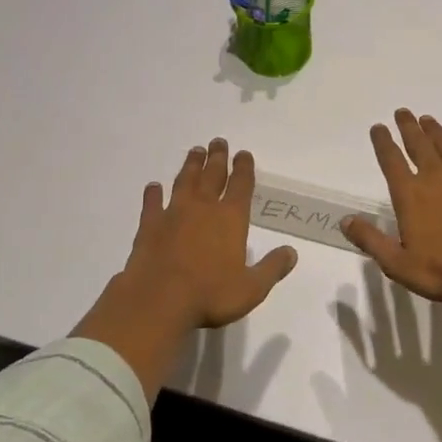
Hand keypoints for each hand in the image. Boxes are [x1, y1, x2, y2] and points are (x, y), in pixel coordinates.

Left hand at [122, 139, 296, 327]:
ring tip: (195, 151)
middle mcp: (203, 208)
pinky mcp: (149, 226)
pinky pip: (152, 204)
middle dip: (218, 158)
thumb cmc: (210, 295)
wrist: (158, 300)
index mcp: (231, 219)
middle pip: (213, 175)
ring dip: (191, 166)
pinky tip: (153, 186)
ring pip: (185, 182)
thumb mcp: (251, 289)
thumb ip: (272, 268)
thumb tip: (292, 252)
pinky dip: (153, 194)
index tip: (243, 153)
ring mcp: (174, 214)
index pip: (241, 186)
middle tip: (218, 141)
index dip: (244, 168)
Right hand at [341, 109, 441, 304]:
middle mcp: (434, 178)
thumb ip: (371, 240)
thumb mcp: (398, 263)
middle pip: (419, 144)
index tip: (378, 127)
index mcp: (410, 194)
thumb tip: (345, 220)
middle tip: (403, 112)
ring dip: (436, 131)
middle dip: (408, 127)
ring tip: (428, 120)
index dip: (383, 142)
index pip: (391, 160)